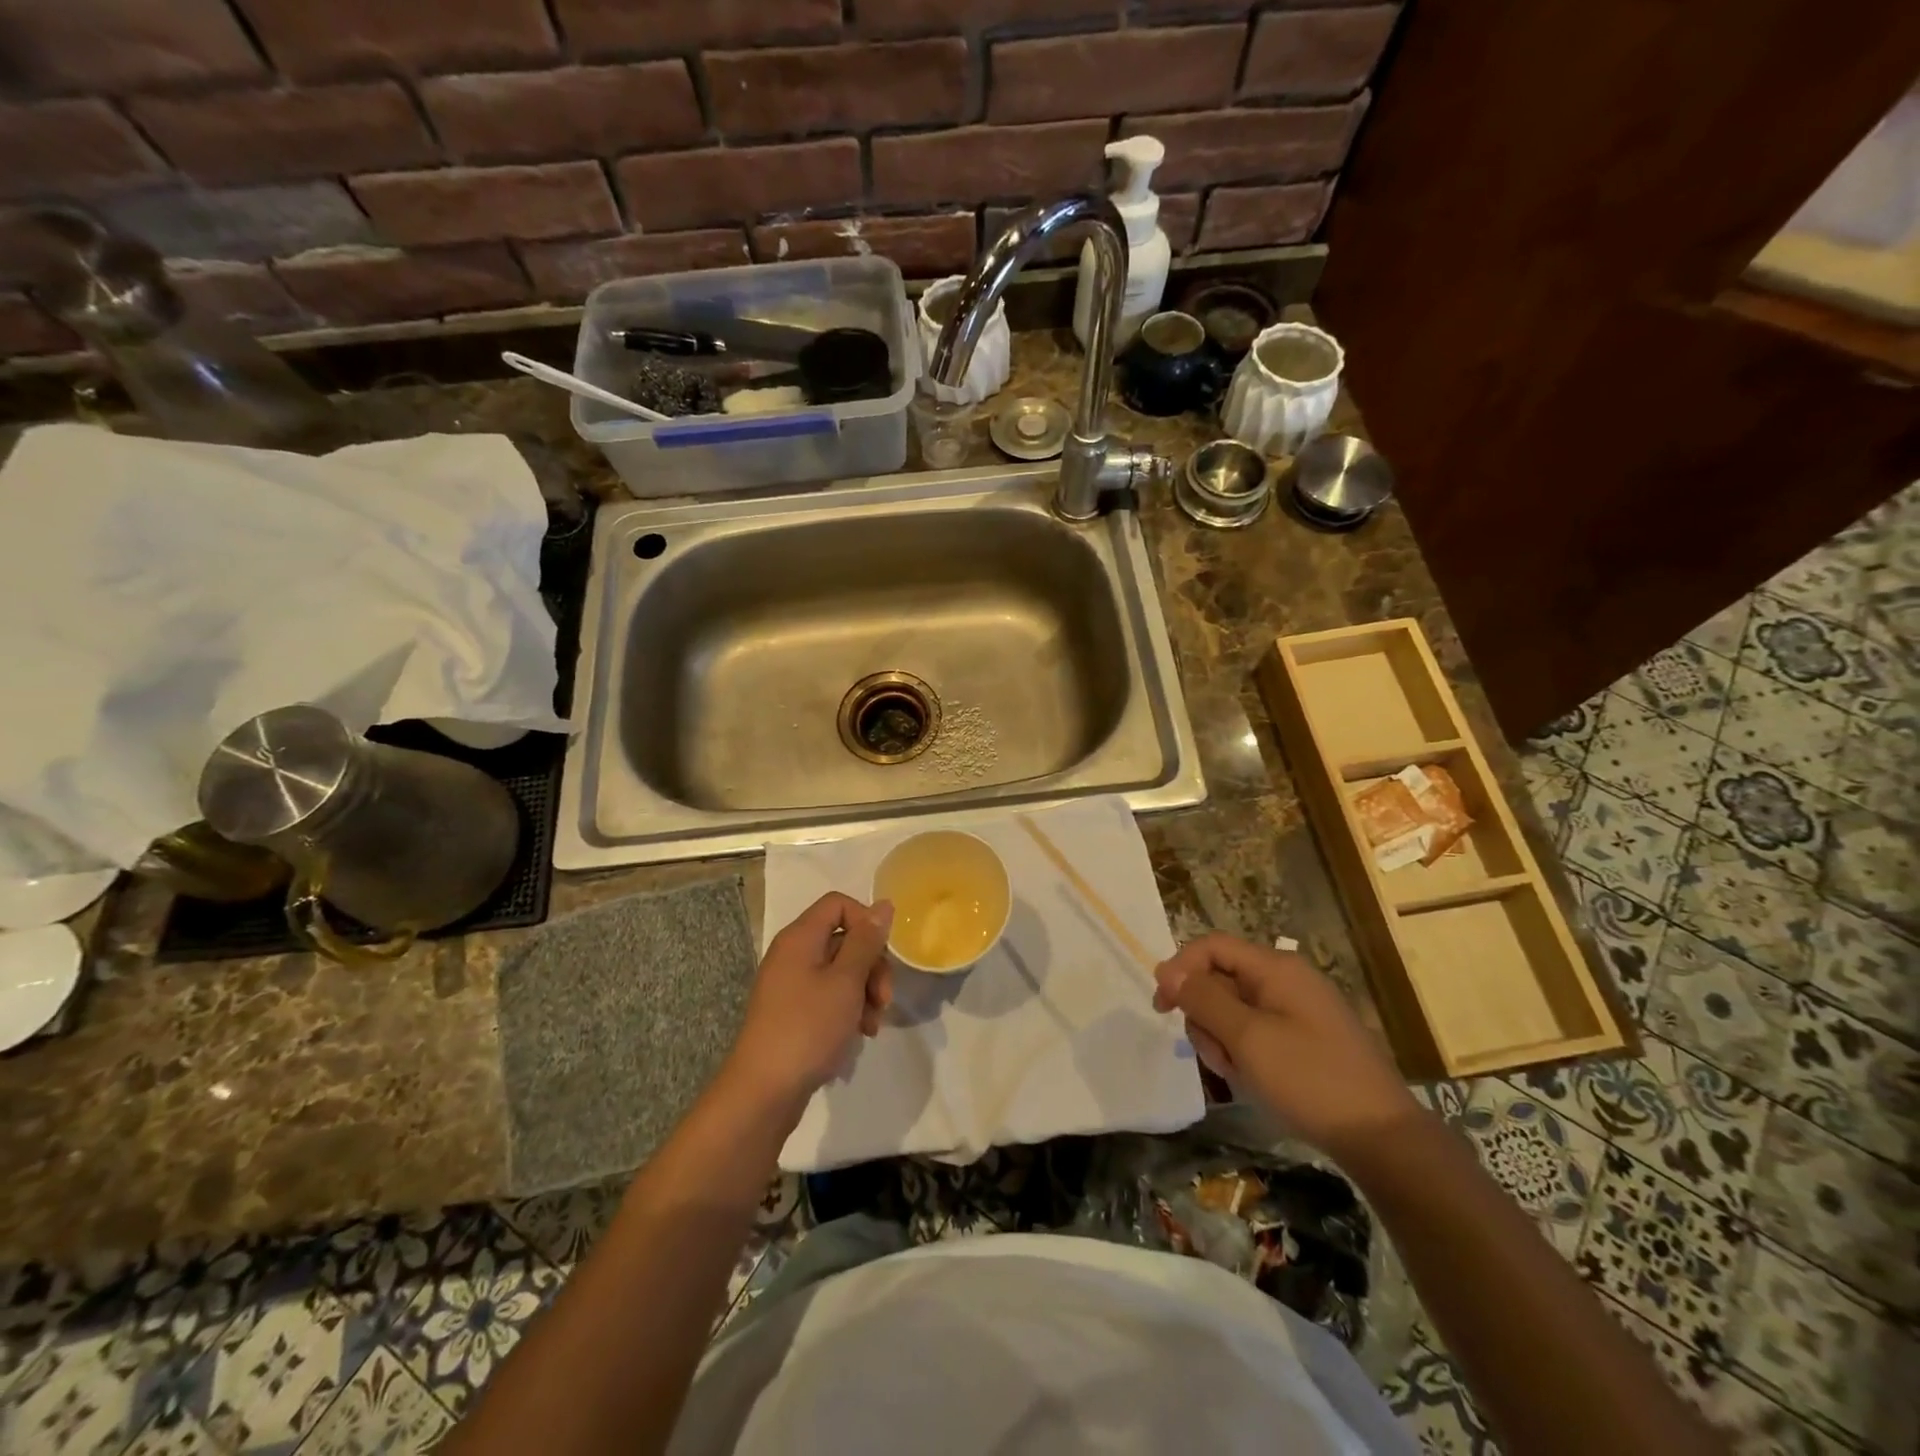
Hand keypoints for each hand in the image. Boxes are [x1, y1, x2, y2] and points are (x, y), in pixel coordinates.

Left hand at [722, 892, 893, 1113]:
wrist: (764, 1092)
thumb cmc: (808, 1028)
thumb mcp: (846, 981)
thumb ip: (866, 941)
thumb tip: (883, 905)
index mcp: (800, 937)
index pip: (838, 904)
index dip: (866, 921)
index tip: (882, 953)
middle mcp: (793, 954)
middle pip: (843, 939)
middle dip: (871, 965)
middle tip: (884, 999)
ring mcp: (791, 985)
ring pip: (841, 971)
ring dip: (864, 992)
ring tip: (872, 1025)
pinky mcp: (793, 1012)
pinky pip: (828, 996)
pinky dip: (848, 1009)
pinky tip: (859, 1034)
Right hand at [1154, 932, 1422, 1161]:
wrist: (1382, 1139)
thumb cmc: (1310, 1080)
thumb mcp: (1248, 1038)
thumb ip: (1204, 1000)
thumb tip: (1169, 971)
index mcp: (1276, 968)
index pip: (1212, 947)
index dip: (1180, 968)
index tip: (1161, 1007)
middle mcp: (1286, 980)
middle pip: (1221, 979)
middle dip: (1206, 1016)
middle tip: (1216, 1056)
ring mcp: (1297, 1011)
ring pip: (1234, 1011)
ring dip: (1224, 1040)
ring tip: (1239, 1075)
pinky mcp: (1304, 1040)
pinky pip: (1257, 1033)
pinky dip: (1245, 1054)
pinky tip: (1255, 1083)